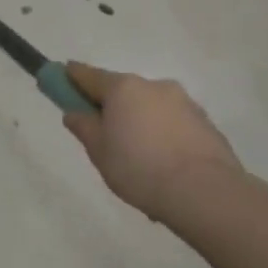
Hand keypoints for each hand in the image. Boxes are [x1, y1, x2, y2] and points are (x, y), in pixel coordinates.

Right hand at [62, 64, 245, 224]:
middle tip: (104, 137)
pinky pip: (173, 125)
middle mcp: (154, 86)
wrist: (205, 192)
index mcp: (123, 88)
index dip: (71, 77)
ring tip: (139, 162)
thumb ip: (83, 127)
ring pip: (150, 109)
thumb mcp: (98, 151)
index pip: (88, 75)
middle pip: (122, 92)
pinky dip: (163, 137)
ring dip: (140, 123)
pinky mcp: (206, 124)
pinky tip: (162, 167)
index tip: (61, 79)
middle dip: (111, 108)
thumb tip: (74, 112)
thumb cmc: (139, 168)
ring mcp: (184, 103)